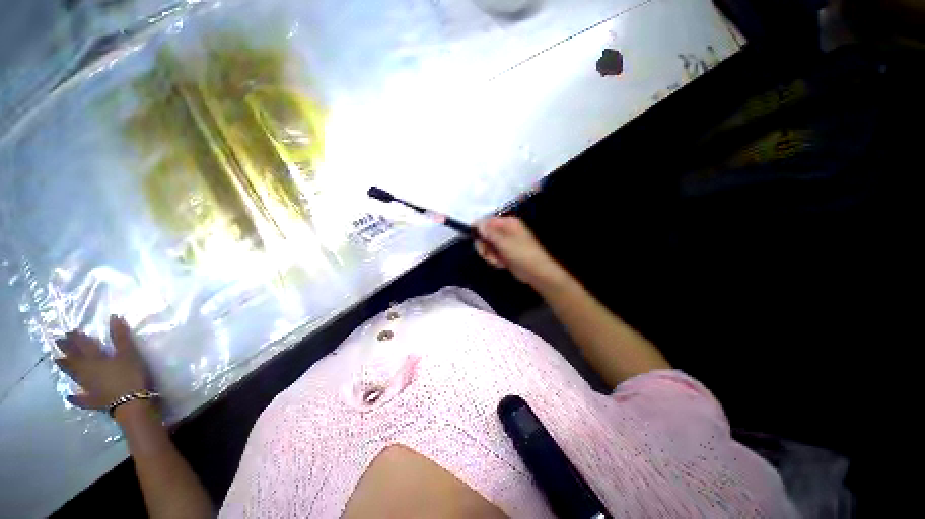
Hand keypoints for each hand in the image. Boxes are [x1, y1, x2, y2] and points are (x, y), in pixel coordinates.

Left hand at [55, 315, 151, 410]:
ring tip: (57, 361)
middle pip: (75, 359)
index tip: (68, 331)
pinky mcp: (93, 400)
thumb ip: (121, 336)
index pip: (84, 345)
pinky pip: (81, 399)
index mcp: (95, 359)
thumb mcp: (129, 353)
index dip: (77, 338)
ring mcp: (88, 387)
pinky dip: (75, 398)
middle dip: (67, 350)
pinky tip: (69, 396)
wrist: (130, 402)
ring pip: (74, 375)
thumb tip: (113, 317)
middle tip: (58, 341)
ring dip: (65, 368)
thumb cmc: (130, 375)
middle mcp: (87, 371)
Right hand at [475, 217, 564, 285]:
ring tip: (498, 261)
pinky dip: (495, 260)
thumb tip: (476, 222)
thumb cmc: (521, 253)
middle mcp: (505, 230)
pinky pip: (492, 254)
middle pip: (484, 234)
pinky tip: (502, 264)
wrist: (535, 271)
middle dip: (485, 246)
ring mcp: (504, 242)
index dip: (479, 230)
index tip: (477, 240)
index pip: (486, 221)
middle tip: (490, 254)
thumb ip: (488, 232)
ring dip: (490, 255)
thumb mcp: (503, 242)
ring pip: (487, 246)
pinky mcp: (504, 253)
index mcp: (507, 223)